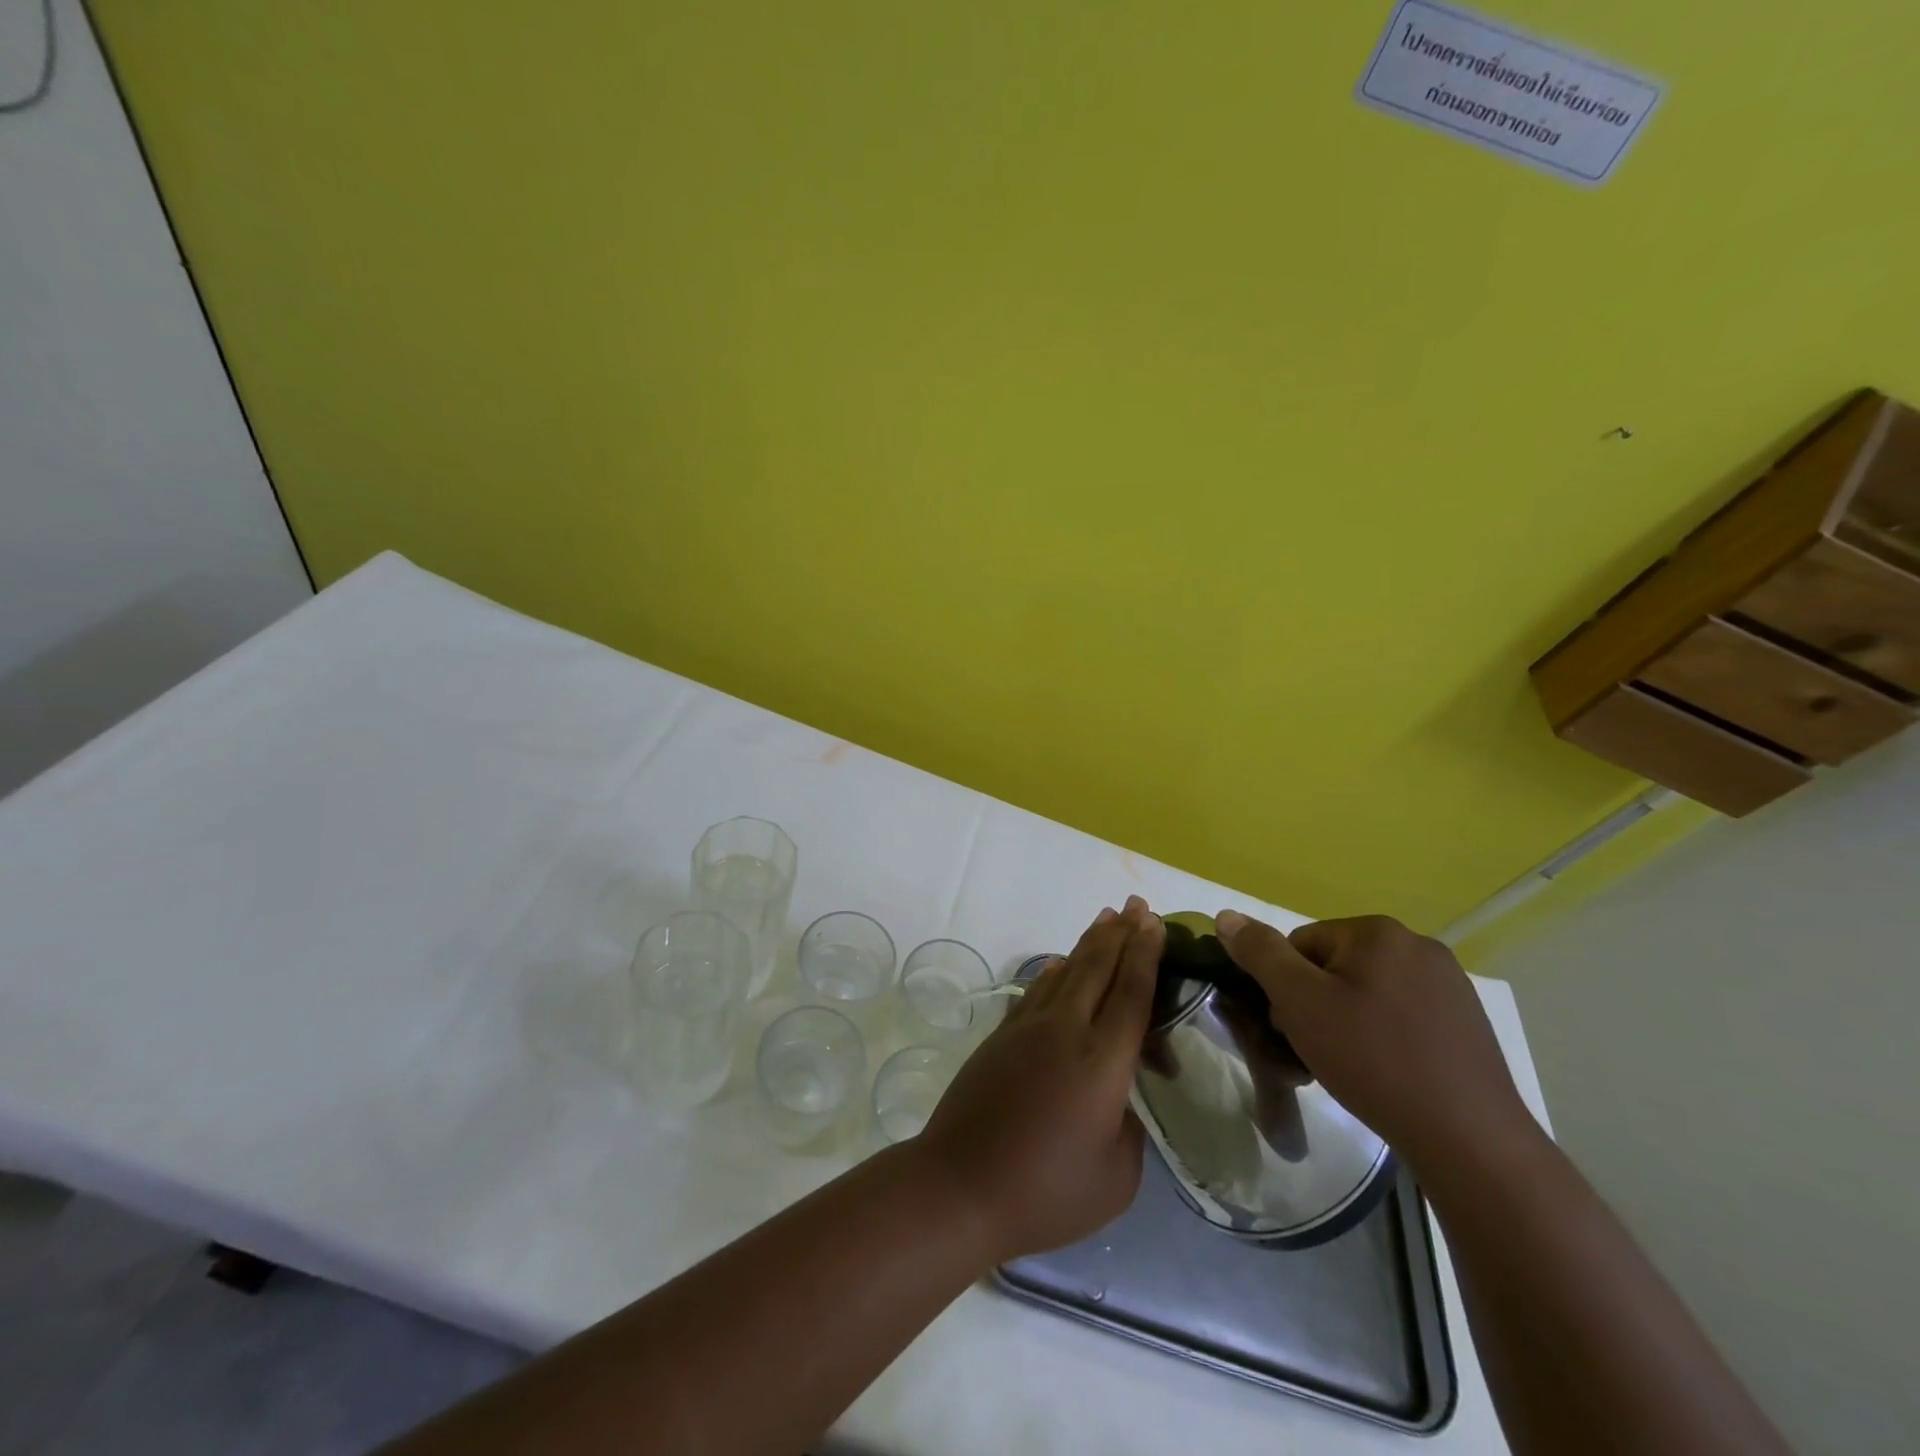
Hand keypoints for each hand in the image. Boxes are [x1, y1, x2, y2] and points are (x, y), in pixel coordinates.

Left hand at [916, 896, 1162, 1264]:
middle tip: (1137, 904)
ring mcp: (1027, 1029)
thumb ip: (1129, 1130)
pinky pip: (1036, 991)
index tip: (1155, 923)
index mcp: (1102, 1062)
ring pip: (1064, 971)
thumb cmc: (1045, 1192)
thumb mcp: (1115, 1178)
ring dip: (1089, 943)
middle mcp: (1065, 1031)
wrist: (960, 1186)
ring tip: (1105, 919)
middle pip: (1097, 968)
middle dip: (1120, 932)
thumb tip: (1118, 1102)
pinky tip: (1059, 964)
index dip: (1145, 954)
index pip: (1131, 993)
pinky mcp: (1001, 1037)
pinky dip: (1054, 971)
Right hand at [1213, 911, 1533, 1170]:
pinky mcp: (1467, 1021)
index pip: (1301, 945)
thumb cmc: (1372, 1059)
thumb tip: (1226, 915)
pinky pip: (1403, 1015)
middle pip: (1335, 966)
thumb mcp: (1299, 1002)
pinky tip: (1388, 1073)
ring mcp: (1450, 984)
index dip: (1287, 987)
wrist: (1469, 1139)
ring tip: (1351, 1067)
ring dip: (1348, 1021)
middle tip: (1318, 1051)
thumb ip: (1260, 953)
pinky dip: (1385, 1036)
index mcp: (1377, 932)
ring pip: (1368, 992)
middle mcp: (1417, 945)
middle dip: (1317, 1004)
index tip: (1293, 1028)